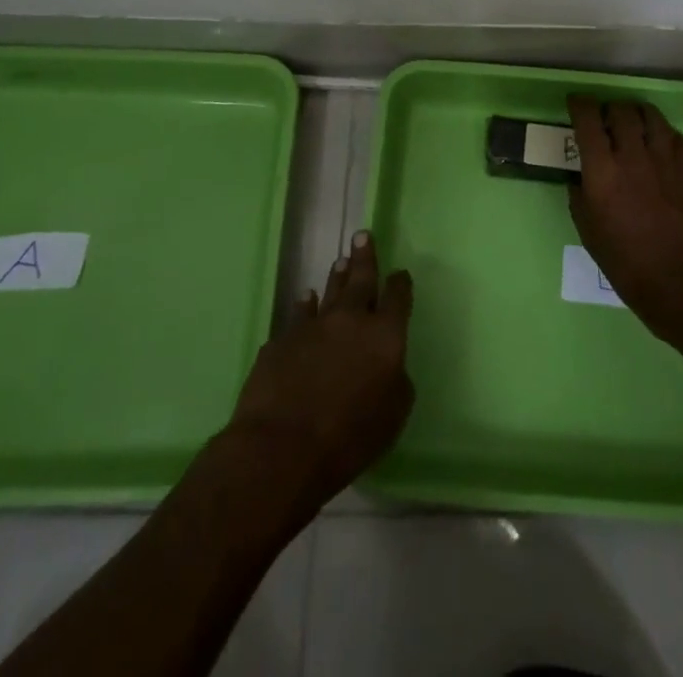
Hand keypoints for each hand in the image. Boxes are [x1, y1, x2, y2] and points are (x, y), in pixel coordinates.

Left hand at [225, 230, 414, 509]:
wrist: (281, 447)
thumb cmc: (348, 437)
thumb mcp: (393, 415)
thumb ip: (397, 382)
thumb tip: (390, 367)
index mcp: (384, 335)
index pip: (397, 298)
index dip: (400, 284)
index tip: (400, 274)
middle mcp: (350, 320)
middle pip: (361, 281)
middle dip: (364, 258)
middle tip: (362, 236)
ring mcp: (313, 327)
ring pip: (329, 293)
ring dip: (336, 277)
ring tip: (340, 262)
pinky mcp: (282, 341)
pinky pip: (298, 315)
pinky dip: (305, 306)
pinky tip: (306, 299)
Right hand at [566, 96, 682, 342]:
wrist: (678, 281)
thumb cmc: (624, 261)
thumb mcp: (587, 229)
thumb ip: (580, 194)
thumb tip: (580, 175)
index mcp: (603, 170)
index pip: (588, 120)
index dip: (580, 105)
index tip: (576, 103)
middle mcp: (634, 156)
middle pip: (622, 111)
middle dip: (609, 108)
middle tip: (605, 118)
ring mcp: (666, 160)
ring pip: (652, 117)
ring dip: (637, 114)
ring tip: (633, 122)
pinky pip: (675, 137)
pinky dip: (662, 133)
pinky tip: (659, 142)